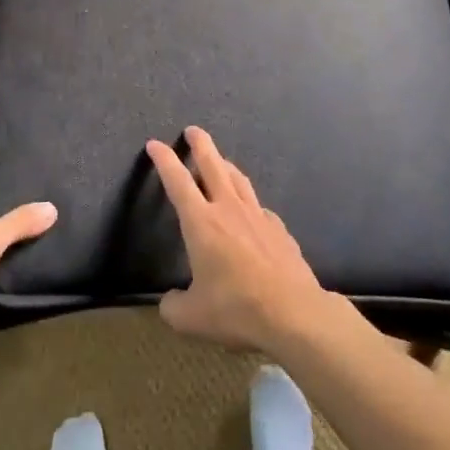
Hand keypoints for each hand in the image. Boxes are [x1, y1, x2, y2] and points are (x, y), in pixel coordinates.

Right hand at [147, 126, 340, 356]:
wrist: (294, 313)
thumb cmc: (236, 309)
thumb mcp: (191, 318)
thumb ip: (173, 307)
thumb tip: (170, 302)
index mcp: (201, 223)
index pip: (177, 181)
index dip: (164, 160)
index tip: (155, 144)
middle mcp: (228, 210)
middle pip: (213, 165)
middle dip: (201, 145)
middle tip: (194, 130)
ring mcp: (258, 217)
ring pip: (238, 180)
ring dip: (225, 165)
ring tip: (220, 161)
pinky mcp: (279, 230)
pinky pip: (259, 207)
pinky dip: (249, 202)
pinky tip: (251, 210)